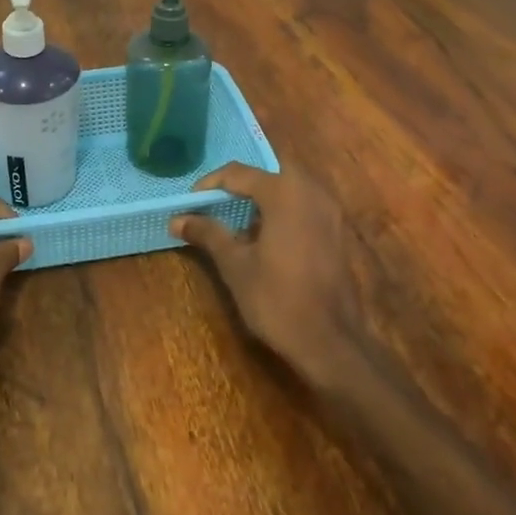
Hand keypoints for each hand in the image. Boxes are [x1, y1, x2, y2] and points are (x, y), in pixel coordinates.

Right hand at [169, 163, 371, 394]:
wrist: (331, 341)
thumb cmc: (277, 299)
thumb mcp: (235, 265)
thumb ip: (208, 234)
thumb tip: (177, 219)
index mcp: (284, 193)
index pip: (239, 173)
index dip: (210, 185)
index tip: (190, 203)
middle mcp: (311, 191)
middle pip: (268, 174)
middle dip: (239, 186)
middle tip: (214, 206)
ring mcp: (330, 211)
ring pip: (289, 188)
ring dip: (262, 198)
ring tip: (236, 221)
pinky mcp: (338, 231)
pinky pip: (304, 206)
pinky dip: (282, 211)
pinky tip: (265, 238)